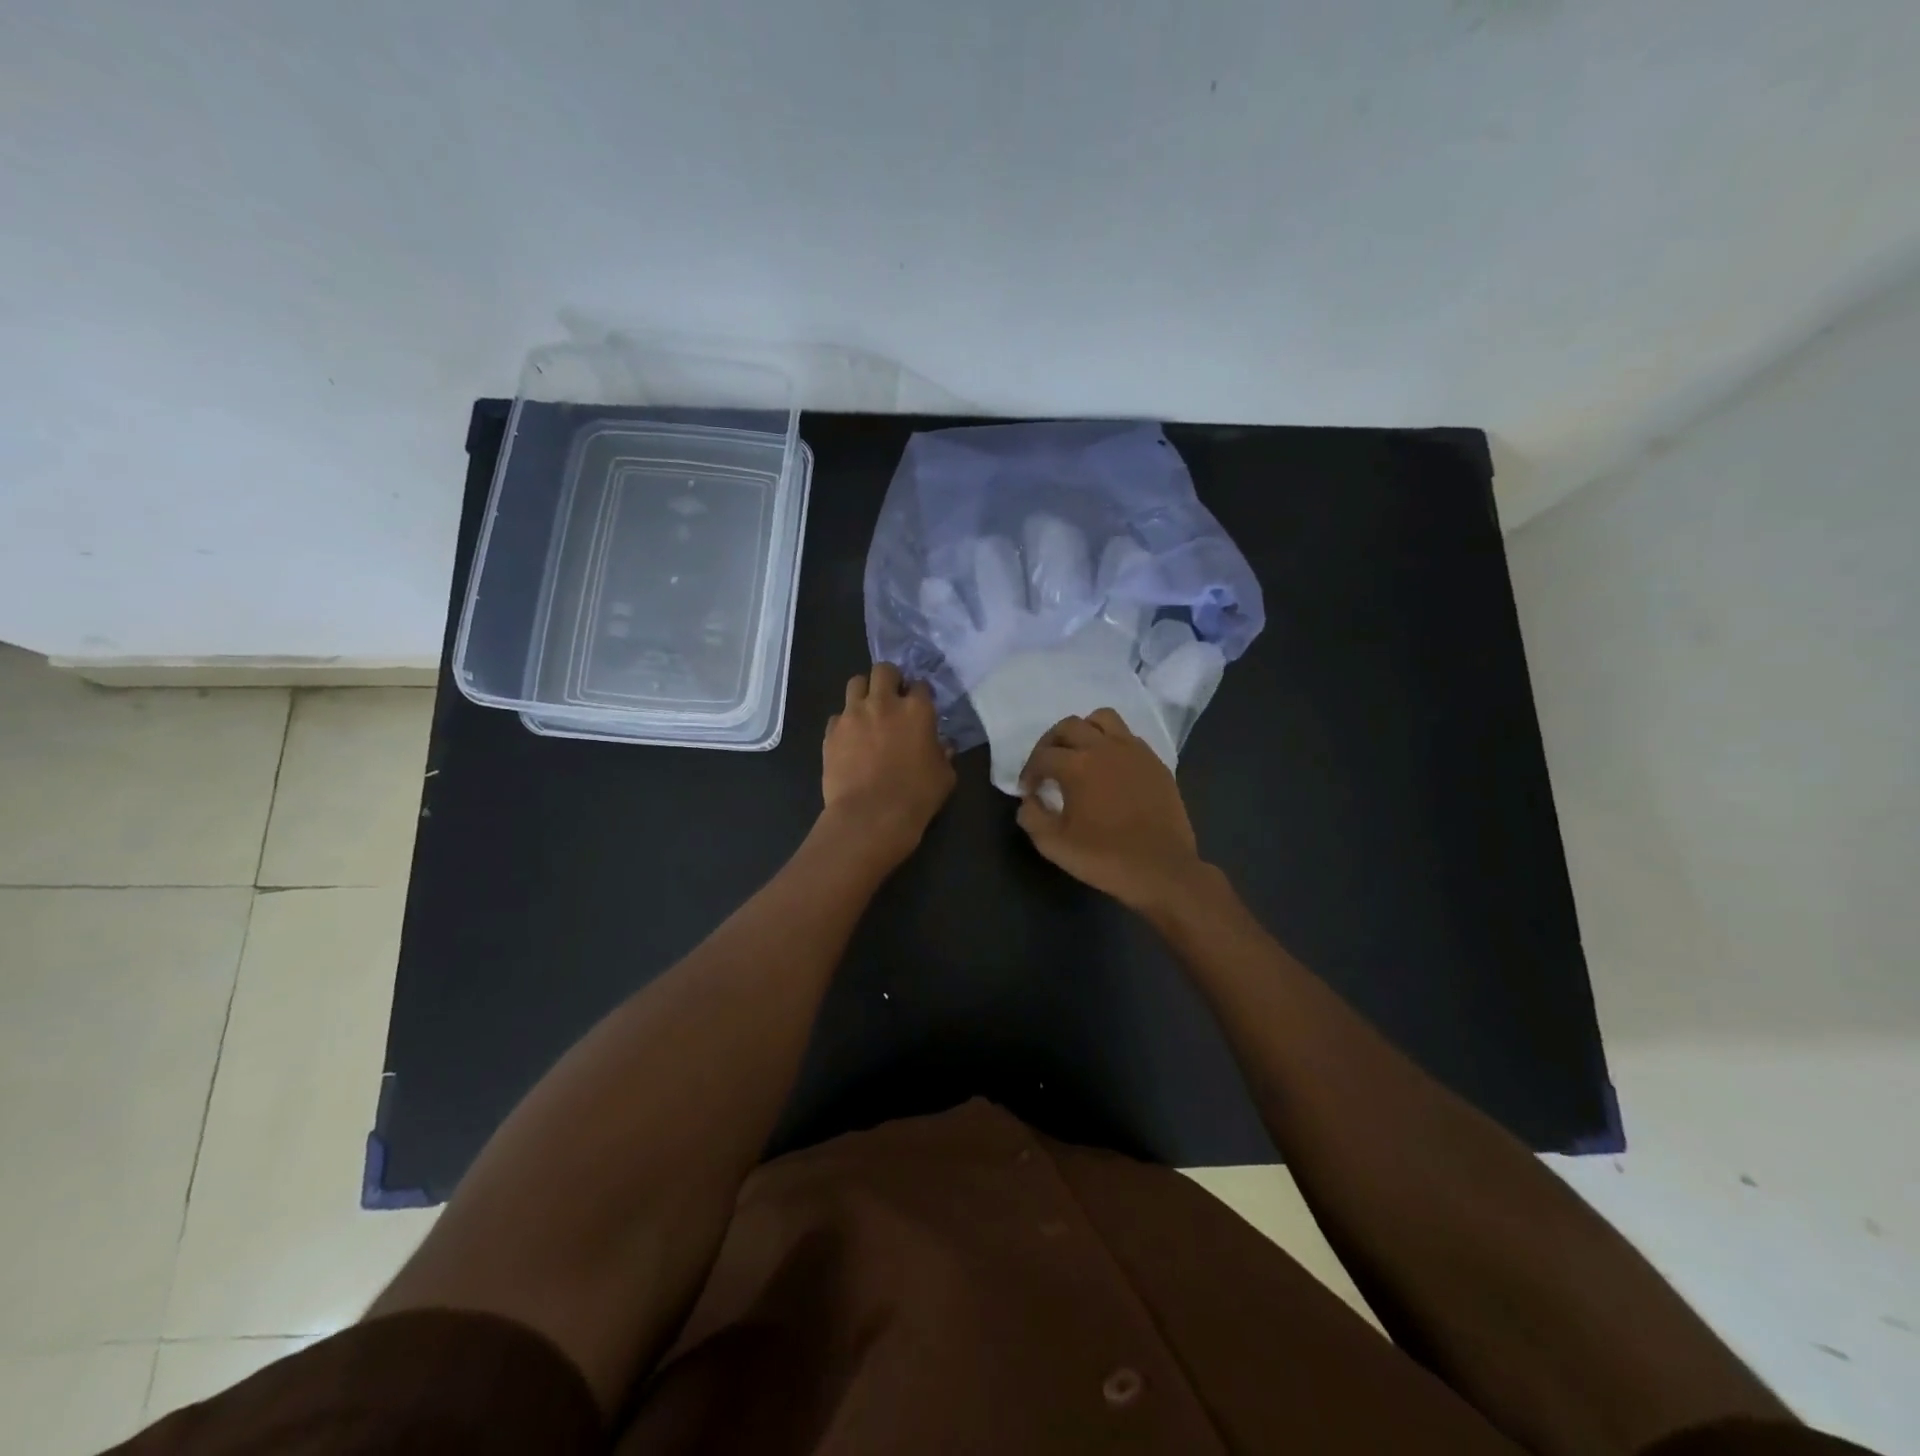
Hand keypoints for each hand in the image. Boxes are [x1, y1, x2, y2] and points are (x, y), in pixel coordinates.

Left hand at [821, 663, 955, 865]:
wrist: (870, 816)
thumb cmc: (916, 797)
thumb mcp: (944, 776)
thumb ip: (944, 754)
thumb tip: (943, 746)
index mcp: (917, 710)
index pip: (921, 685)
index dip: (920, 694)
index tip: (920, 706)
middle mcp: (883, 703)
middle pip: (884, 670)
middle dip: (890, 679)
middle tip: (893, 698)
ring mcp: (853, 714)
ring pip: (855, 683)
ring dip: (864, 692)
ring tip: (868, 711)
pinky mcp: (831, 732)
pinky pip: (838, 715)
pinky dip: (845, 722)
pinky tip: (850, 739)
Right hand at [1016, 709, 1206, 910]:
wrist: (1162, 870)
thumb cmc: (1105, 858)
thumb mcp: (1054, 845)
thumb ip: (1032, 817)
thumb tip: (1029, 800)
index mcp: (1077, 766)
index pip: (1042, 756)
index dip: (1029, 772)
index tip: (1029, 790)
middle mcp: (1104, 748)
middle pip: (1069, 726)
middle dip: (1050, 742)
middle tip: (1047, 765)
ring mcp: (1134, 751)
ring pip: (1103, 719)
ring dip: (1084, 730)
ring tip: (1080, 754)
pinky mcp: (1155, 762)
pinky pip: (1128, 737)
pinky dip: (1112, 743)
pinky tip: (1110, 768)